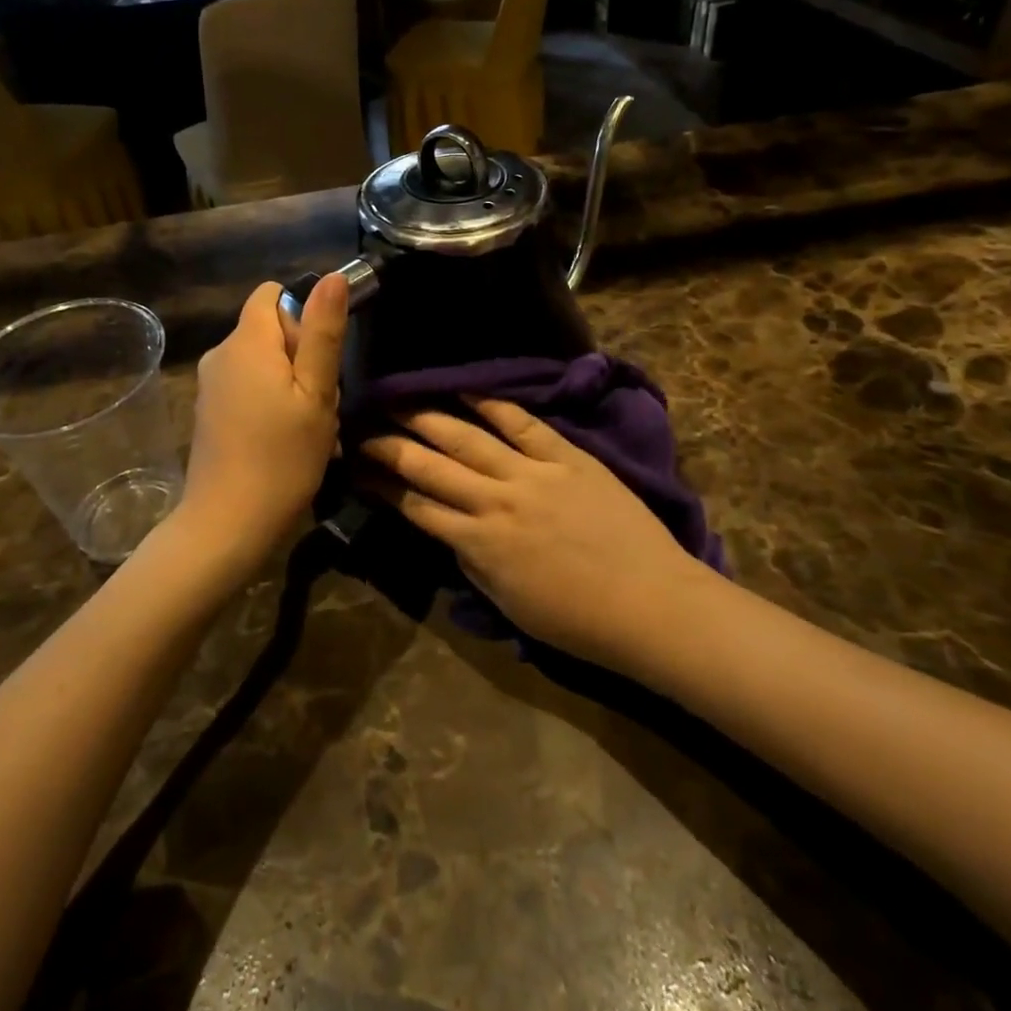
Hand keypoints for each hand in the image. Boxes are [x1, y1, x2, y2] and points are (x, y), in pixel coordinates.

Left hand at [181, 274, 347, 573]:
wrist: (228, 524)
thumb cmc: (282, 457)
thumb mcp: (316, 394)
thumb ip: (323, 333)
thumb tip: (331, 276)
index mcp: (246, 341)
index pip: (273, 294)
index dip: (302, 317)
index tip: (317, 361)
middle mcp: (220, 353)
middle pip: (268, 328)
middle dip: (300, 354)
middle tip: (317, 402)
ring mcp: (210, 384)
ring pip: (261, 361)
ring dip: (288, 382)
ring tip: (304, 426)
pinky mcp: (207, 411)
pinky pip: (246, 386)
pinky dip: (268, 401)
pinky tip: (281, 439)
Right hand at [359, 399, 705, 669]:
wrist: (652, 605)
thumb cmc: (579, 621)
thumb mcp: (509, 604)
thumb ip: (472, 563)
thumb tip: (449, 531)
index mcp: (479, 544)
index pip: (415, 506)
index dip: (381, 485)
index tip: (357, 468)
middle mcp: (495, 501)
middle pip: (429, 465)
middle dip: (390, 445)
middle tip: (362, 426)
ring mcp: (531, 474)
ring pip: (466, 437)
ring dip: (426, 417)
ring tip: (398, 400)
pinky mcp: (566, 457)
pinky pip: (522, 423)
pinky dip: (492, 403)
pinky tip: (464, 389)